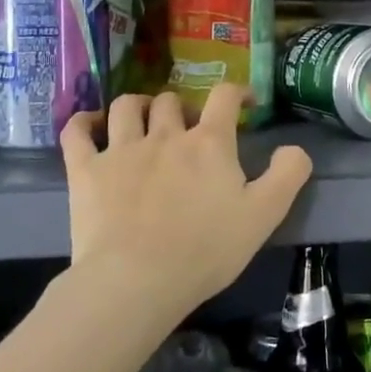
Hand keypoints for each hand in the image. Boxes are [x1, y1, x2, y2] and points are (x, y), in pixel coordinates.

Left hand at [60, 84, 312, 319]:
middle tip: (187, 128)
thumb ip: (287, 175)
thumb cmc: (206, 250)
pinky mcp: (86, 170)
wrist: (138, 280)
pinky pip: (77, 131)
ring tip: (142, 117)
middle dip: (181, 108)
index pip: (224, 97)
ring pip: (125, 107)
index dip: (236, 91)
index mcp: (209, 143)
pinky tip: (90, 125)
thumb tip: (293, 147)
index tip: (243, 101)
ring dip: (136, 105)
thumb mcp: (264, 215)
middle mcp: (164, 135)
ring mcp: (121, 150)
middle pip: (171, 101)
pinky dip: (83, 122)